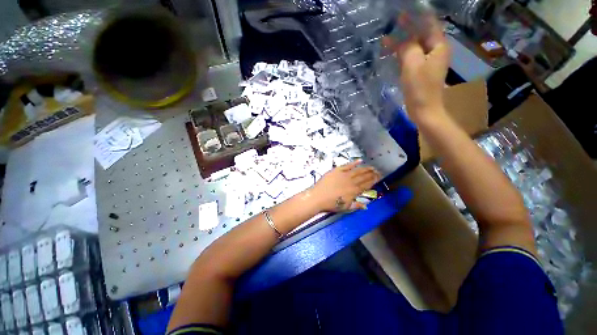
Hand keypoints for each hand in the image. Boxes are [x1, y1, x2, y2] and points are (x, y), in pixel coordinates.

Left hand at [310, 160, 380, 211]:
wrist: (318, 197)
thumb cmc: (331, 204)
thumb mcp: (345, 207)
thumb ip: (356, 205)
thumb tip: (366, 206)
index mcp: (354, 191)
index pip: (366, 185)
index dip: (373, 180)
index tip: (379, 177)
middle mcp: (351, 182)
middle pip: (364, 177)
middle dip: (372, 173)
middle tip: (377, 171)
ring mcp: (344, 175)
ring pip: (358, 170)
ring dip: (366, 168)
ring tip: (371, 166)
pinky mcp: (337, 170)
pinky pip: (347, 165)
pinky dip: (353, 163)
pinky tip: (359, 160)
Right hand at [382, 15, 450, 123]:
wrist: (424, 110)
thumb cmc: (420, 88)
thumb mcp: (412, 65)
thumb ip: (407, 48)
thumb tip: (400, 39)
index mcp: (438, 46)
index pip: (429, 24)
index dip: (417, 15)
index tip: (405, 10)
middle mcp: (436, 51)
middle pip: (421, 34)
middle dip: (408, 28)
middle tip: (394, 20)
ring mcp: (428, 62)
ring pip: (415, 47)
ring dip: (402, 43)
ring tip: (387, 39)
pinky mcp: (421, 71)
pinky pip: (412, 58)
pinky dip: (402, 54)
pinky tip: (392, 54)